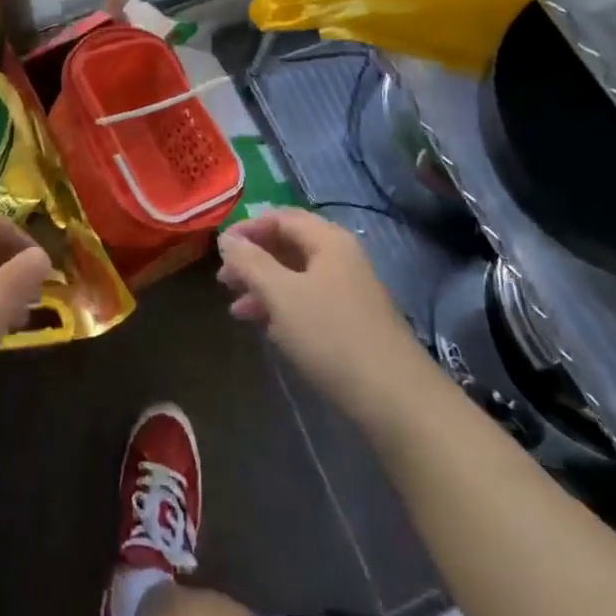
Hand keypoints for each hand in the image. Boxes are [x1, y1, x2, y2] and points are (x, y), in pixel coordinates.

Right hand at [218, 210, 430, 424]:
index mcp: (328, 240)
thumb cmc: (331, 335)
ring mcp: (348, 290)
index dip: (248, 228)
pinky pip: (308, 300)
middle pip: (288, 245)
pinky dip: (283, 307)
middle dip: (254, 259)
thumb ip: (250, 263)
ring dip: (264, 286)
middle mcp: (340, 257)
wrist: (395, 398)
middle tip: (224, 280)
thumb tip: (227, 239)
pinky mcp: (351, 321)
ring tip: (236, 307)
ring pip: (296, 276)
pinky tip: (265, 326)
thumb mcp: (281, 295)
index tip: (220, 249)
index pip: (281, 217)